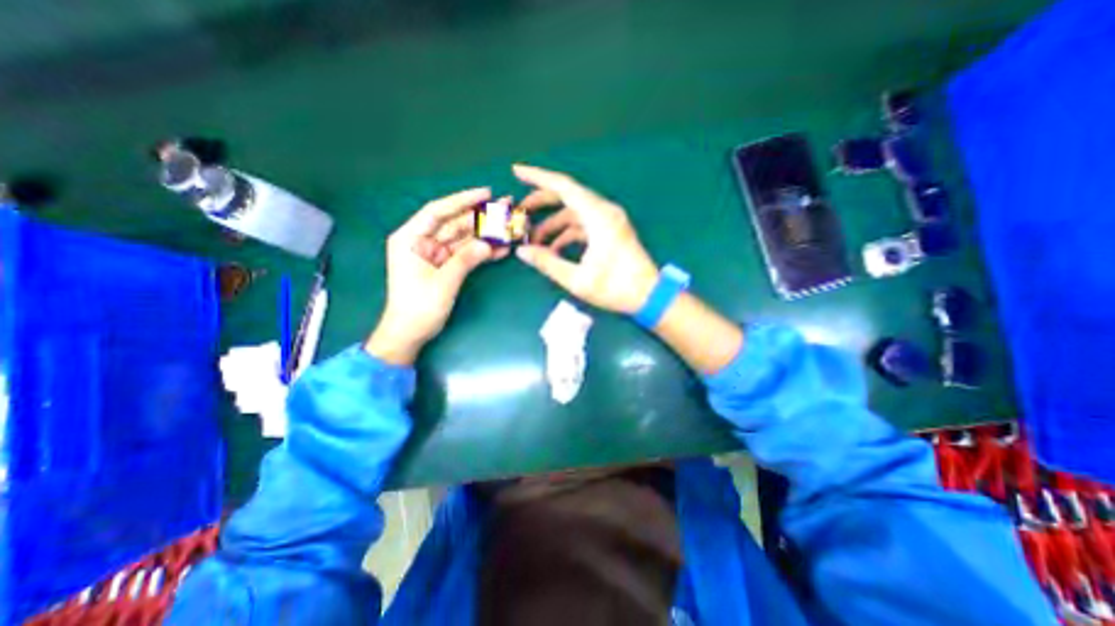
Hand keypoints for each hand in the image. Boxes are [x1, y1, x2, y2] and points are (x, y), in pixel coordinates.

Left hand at [368, 187, 501, 361]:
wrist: (410, 333)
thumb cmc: (419, 307)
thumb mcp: (442, 282)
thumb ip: (465, 260)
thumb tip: (487, 244)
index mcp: (411, 238)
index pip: (438, 211)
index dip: (462, 201)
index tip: (486, 194)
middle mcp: (423, 242)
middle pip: (454, 224)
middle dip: (480, 217)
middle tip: (505, 208)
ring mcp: (436, 255)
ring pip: (463, 239)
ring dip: (485, 235)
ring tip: (508, 227)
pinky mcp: (445, 266)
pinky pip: (465, 254)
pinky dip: (482, 253)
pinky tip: (501, 249)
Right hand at [517, 165, 659, 314]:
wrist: (649, 296)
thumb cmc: (616, 288)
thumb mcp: (578, 279)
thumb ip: (548, 263)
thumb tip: (522, 251)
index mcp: (599, 216)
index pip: (564, 187)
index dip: (538, 177)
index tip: (517, 171)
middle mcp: (604, 212)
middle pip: (568, 197)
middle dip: (541, 202)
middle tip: (520, 212)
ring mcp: (609, 221)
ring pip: (574, 213)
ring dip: (553, 223)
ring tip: (534, 240)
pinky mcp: (610, 231)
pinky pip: (583, 225)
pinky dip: (567, 233)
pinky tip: (554, 250)